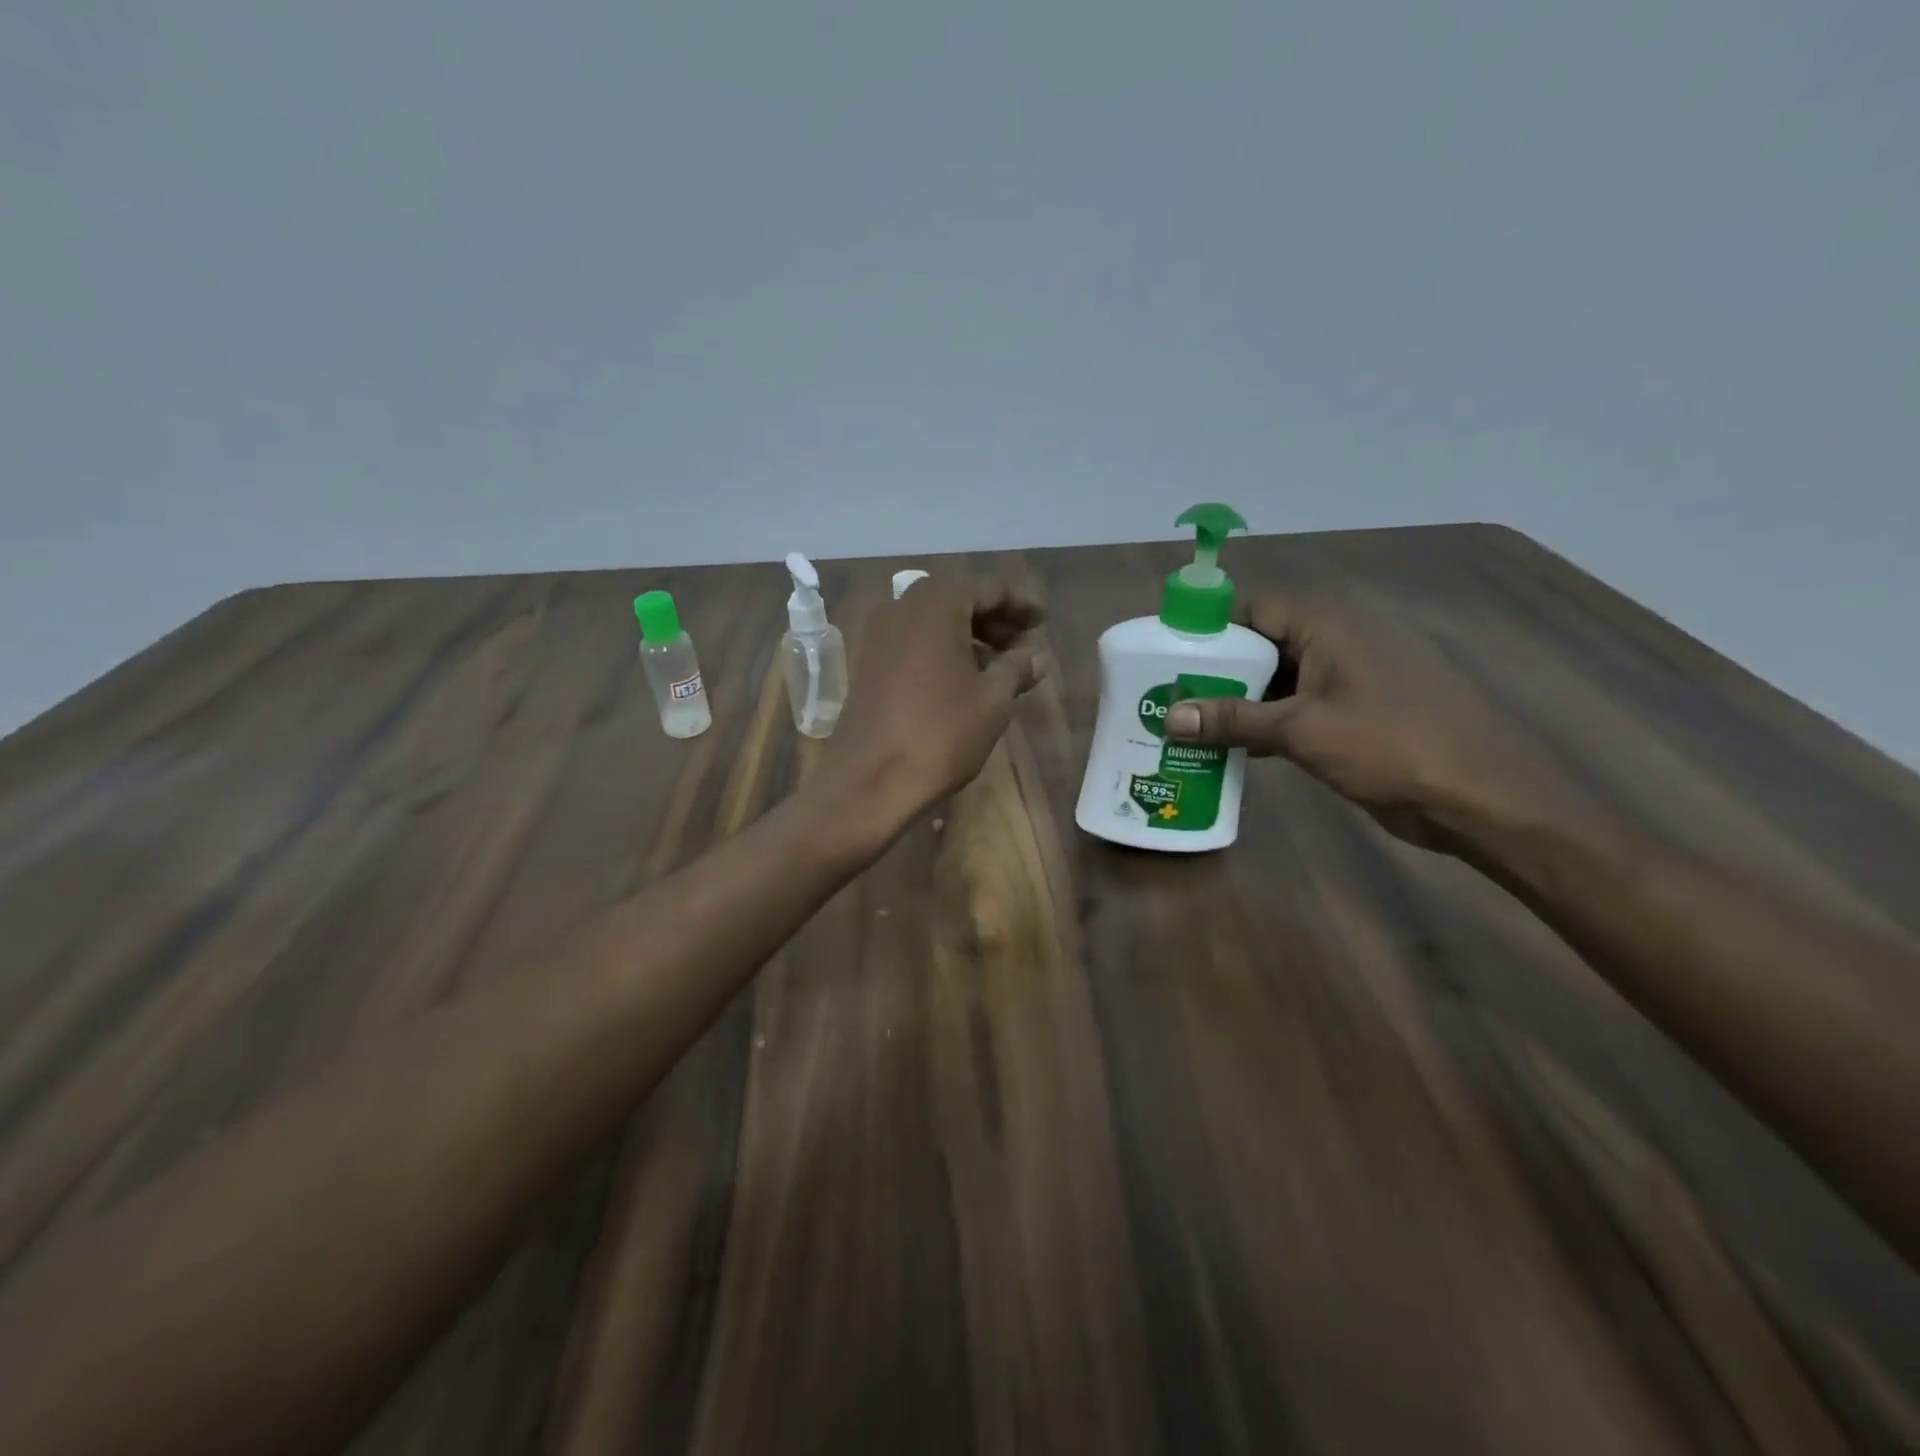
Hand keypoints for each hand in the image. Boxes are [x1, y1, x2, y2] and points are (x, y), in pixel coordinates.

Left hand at [820, 576, 1045, 830]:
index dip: (1019, 602)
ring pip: (932, 623)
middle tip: (1023, 643)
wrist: (871, 781)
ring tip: (1000, 666)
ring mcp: (878, 638)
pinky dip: (942, 651)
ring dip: (968, 636)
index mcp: (935, 606)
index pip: (986, 588)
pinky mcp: (867, 666)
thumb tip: (1036, 655)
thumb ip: (1017, 667)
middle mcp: (900, 610)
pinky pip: (912, 644)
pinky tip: (964, 680)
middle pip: (956, 600)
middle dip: (993, 618)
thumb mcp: (993, 699)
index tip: (1042, 620)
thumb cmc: (941, 734)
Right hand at [1164, 585, 1564, 845]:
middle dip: (1217, 671)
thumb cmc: (1390, 745)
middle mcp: (1337, 639)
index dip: (1209, 631)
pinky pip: (1297, 705)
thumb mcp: (1301, 730)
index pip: (1253, 609)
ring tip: (1190, 724)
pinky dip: (1265, 722)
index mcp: (1328, 623)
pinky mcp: (1355, 712)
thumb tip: (1169, 716)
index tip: (1167, 657)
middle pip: (1262, 643)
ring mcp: (1349, 678)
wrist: (1479, 797)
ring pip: (1278, 678)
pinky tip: (1231, 748)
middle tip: (1170, 696)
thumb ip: (1232, 719)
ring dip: (1239, 701)